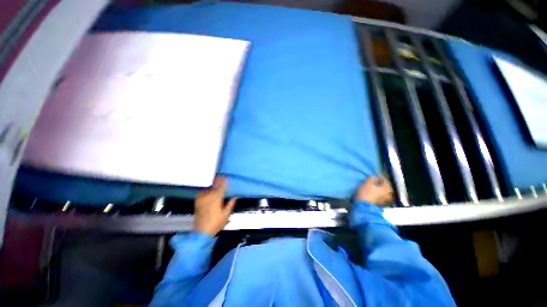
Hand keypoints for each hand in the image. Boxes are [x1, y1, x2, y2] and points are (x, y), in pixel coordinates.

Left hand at [194, 177, 236, 236]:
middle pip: (214, 187)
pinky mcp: (198, 203)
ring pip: (209, 189)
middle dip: (218, 181)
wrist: (201, 232)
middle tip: (221, 176)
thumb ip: (230, 204)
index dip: (224, 181)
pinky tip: (208, 191)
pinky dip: (206, 191)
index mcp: (216, 199)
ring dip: (213, 186)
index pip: (221, 187)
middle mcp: (209, 197)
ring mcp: (202, 199)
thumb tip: (234, 197)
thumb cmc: (216, 223)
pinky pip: (202, 193)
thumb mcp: (226, 214)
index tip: (226, 176)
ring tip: (216, 182)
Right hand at [354, 176, 393, 205]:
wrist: (363, 207)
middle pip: (385, 185)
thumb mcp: (367, 182)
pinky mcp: (382, 204)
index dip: (378, 176)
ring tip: (372, 187)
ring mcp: (387, 200)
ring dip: (378, 188)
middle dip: (379, 183)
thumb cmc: (366, 193)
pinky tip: (372, 192)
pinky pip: (381, 196)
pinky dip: (377, 193)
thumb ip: (372, 178)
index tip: (372, 176)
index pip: (384, 179)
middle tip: (372, 181)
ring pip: (383, 191)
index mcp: (388, 187)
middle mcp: (390, 193)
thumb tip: (375, 177)